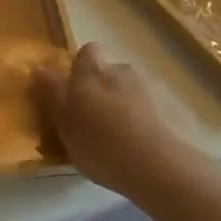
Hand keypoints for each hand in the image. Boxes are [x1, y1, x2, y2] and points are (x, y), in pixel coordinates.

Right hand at [33, 42, 201, 197]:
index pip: (88, 52)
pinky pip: (159, 109)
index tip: (76, 92)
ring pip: (136, 91)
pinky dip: (153, 122)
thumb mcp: (65, 125)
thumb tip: (40, 68)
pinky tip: (150, 149)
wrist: (164, 168)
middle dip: (106, 90)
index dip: (82, 67)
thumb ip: (53, 94)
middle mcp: (124, 72)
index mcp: (93, 74)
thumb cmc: (102, 147)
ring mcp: (155, 89)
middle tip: (99, 122)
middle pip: (112, 72)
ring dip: (130, 106)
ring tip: (127, 140)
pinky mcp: (179, 109)